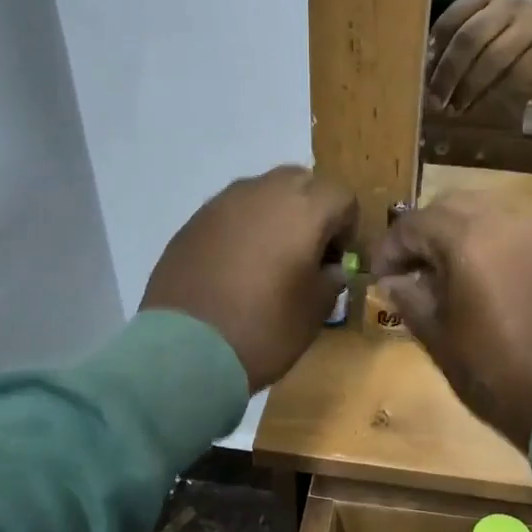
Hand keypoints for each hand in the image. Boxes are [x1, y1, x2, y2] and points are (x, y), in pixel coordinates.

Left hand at [142, 166, 357, 391]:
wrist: (184, 349)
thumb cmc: (264, 328)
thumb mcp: (315, 312)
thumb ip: (331, 280)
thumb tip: (330, 268)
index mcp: (304, 209)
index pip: (342, 196)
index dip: (348, 227)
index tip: (338, 261)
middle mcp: (264, 192)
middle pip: (302, 182)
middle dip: (312, 211)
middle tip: (307, 253)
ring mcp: (223, 203)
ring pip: (263, 192)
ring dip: (276, 216)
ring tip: (270, 259)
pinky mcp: (193, 221)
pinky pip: (232, 212)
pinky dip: (243, 229)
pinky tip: (236, 267)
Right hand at [368, 194, 531, 451]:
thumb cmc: (494, 373)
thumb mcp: (440, 339)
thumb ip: (411, 299)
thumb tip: (394, 281)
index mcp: (469, 241)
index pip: (415, 223)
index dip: (391, 248)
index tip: (381, 278)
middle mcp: (506, 224)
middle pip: (452, 206)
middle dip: (426, 232)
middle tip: (413, 268)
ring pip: (489, 213)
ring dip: (461, 233)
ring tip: (450, 273)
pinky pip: (518, 232)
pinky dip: (494, 243)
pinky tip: (489, 280)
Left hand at [428, 0, 531, 113]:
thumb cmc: (508, 33)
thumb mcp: (483, 22)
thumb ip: (455, 39)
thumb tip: (426, 73)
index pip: (452, 20)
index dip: (435, 52)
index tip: (424, 78)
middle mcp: (512, 5)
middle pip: (471, 39)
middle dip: (449, 73)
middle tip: (436, 100)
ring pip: (493, 62)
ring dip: (469, 90)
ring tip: (455, 108)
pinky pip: (513, 81)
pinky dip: (491, 98)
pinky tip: (478, 107)